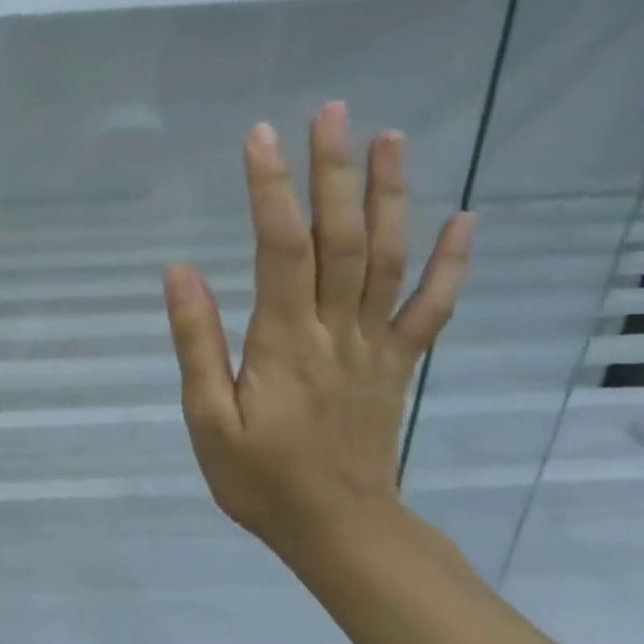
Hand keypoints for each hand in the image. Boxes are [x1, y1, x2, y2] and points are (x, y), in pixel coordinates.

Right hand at [162, 103, 473, 562]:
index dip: (270, 190)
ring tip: (390, 137)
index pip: (280, 249)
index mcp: (285, 342)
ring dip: (389, 195)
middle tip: (329, 112)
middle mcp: (338, 330)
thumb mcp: (207, 419)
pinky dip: (450, 261)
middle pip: (340, 238)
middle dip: (333, 171)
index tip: (258, 138)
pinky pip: (430, 307)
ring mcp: (376, 344)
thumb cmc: (260, 479)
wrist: (341, 532)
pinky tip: (463, 218)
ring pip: (387, 258)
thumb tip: (180, 273)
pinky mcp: (397, 363)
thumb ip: (197, 344)